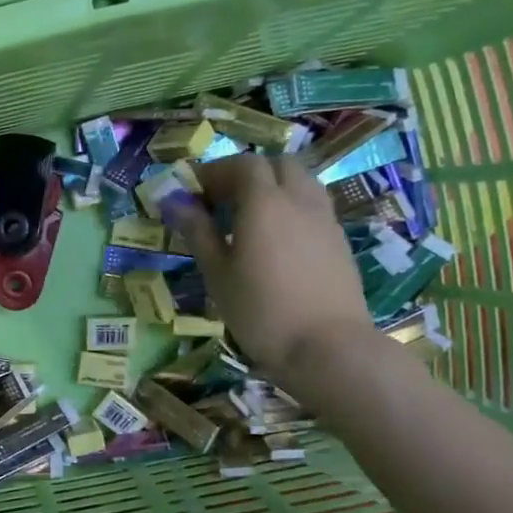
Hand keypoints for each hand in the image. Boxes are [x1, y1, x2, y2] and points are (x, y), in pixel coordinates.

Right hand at [167, 154, 375, 387]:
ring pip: (300, 182)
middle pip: (277, 164)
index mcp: (264, 202)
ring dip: (273, 187)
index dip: (216, 171)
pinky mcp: (339, 241)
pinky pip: (313, 205)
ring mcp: (325, 219)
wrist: (327, 348)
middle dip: (247, 173)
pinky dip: (291, 207)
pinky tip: (276, 241)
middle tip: (222, 201)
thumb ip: (197, 231)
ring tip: (249, 218)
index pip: (242, 164)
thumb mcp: (217, 272)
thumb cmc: (260, 310)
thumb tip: (173, 201)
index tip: (194, 193)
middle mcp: (299, 200)